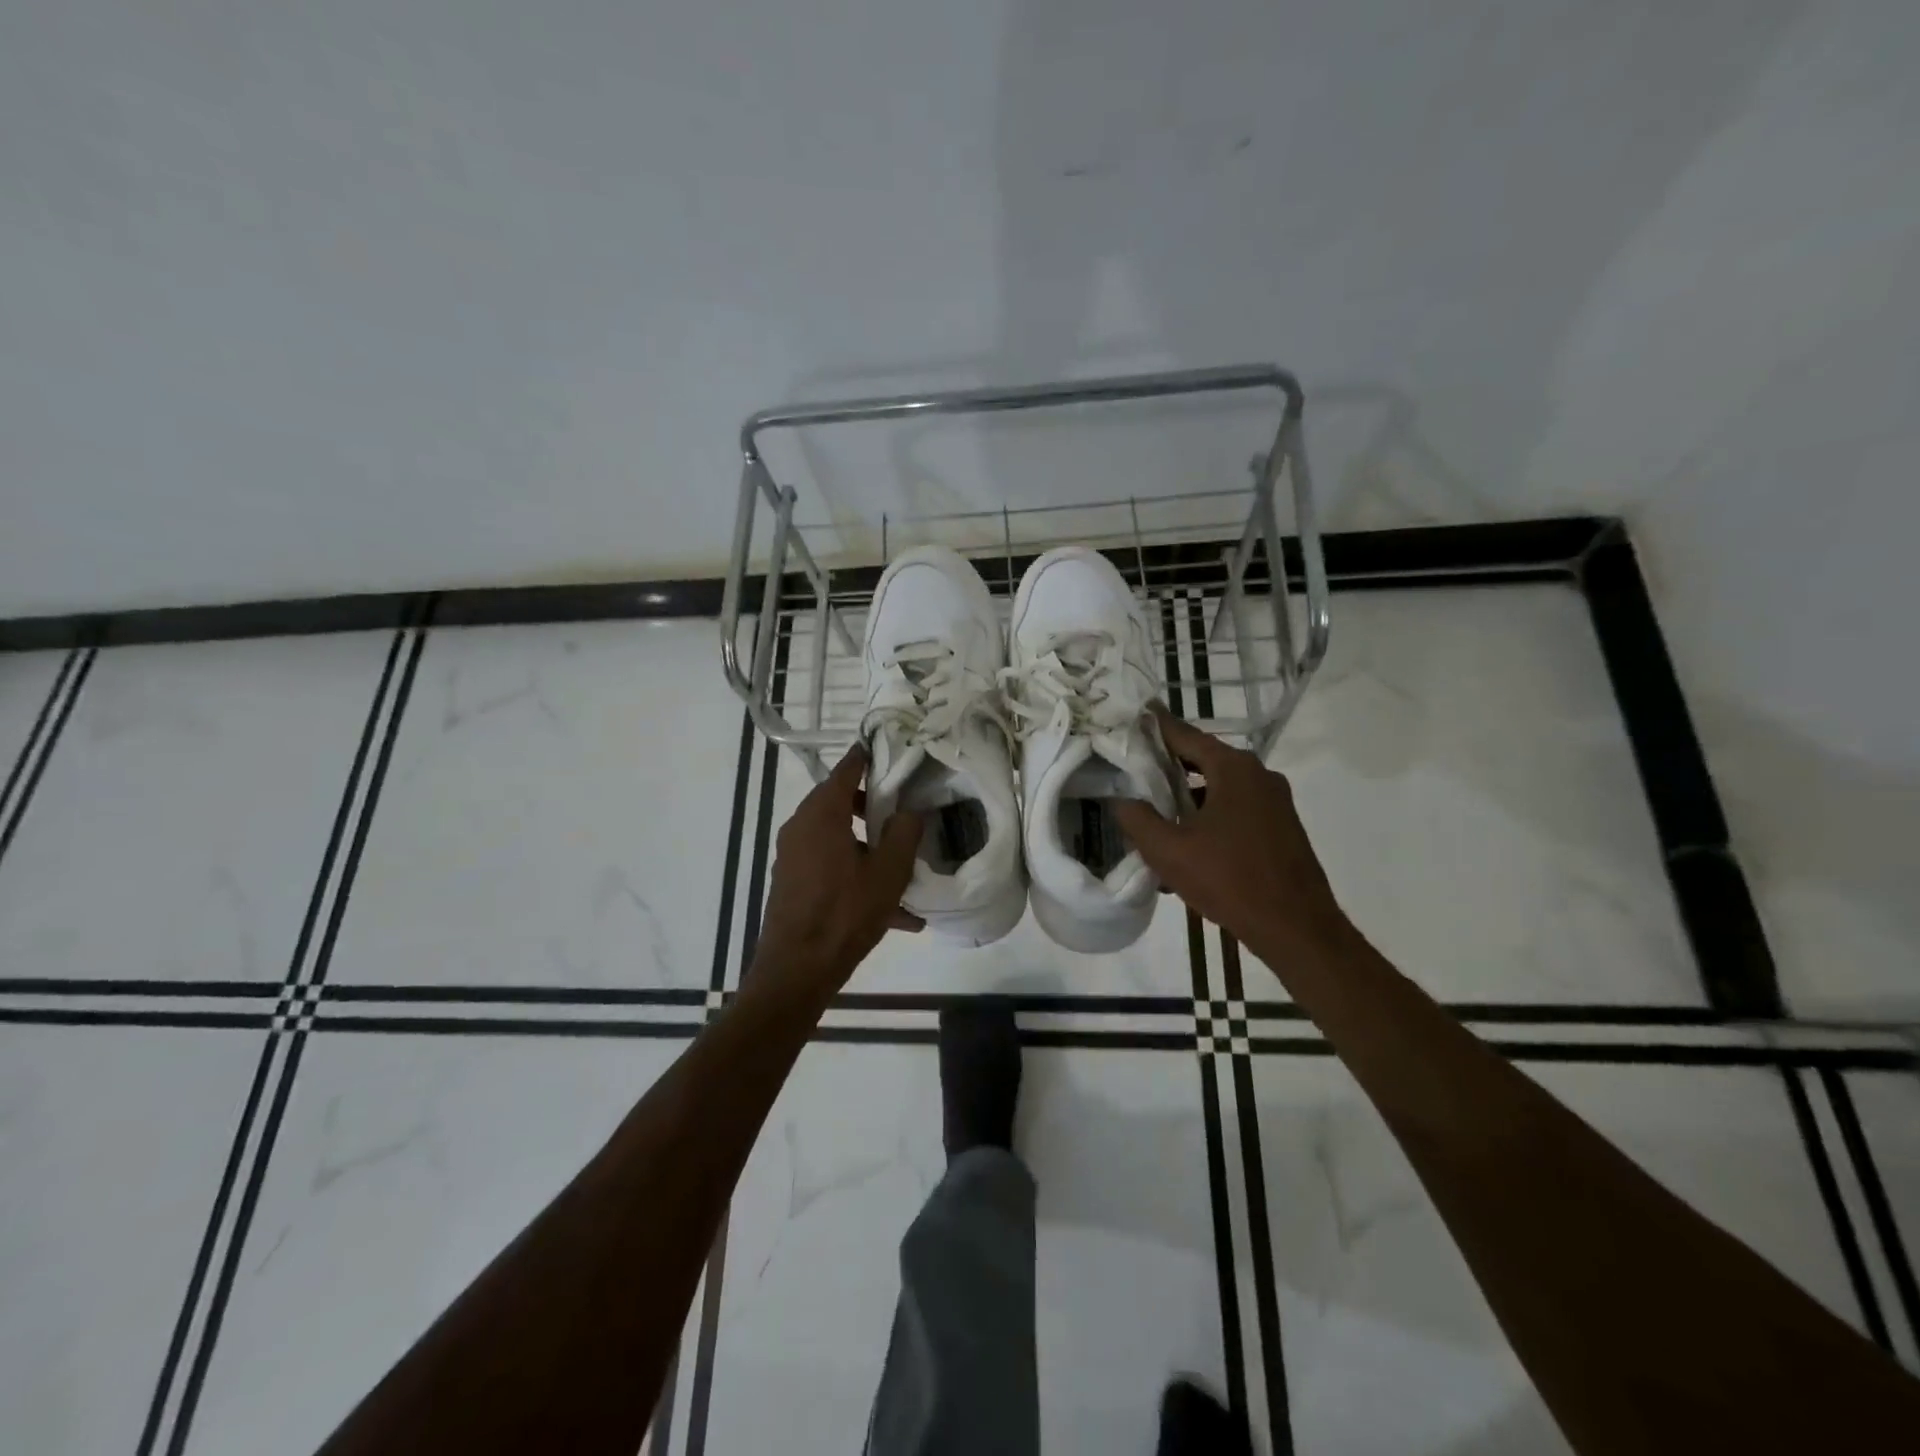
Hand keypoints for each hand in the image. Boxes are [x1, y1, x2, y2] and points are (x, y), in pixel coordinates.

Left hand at [753, 744, 923, 997]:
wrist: (796, 970)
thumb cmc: (845, 913)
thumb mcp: (888, 872)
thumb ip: (904, 833)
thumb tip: (909, 811)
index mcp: (822, 814)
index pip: (847, 769)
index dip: (868, 756)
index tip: (888, 748)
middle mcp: (801, 826)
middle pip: (841, 801)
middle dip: (874, 806)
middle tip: (904, 812)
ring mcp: (793, 855)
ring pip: (838, 837)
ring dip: (870, 847)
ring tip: (905, 870)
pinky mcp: (793, 882)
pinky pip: (831, 866)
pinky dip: (857, 875)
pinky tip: (894, 913)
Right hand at [1115, 707, 1348, 958]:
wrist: (1297, 929)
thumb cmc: (1230, 880)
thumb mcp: (1169, 850)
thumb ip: (1137, 818)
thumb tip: (1121, 799)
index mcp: (1234, 769)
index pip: (1184, 735)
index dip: (1154, 728)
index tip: (1130, 717)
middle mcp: (1259, 775)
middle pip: (1202, 760)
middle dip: (1166, 768)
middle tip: (1131, 771)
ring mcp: (1275, 802)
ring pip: (1218, 789)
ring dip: (1186, 801)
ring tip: (1153, 819)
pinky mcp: (1281, 828)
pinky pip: (1235, 812)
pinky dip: (1208, 820)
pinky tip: (1186, 849)